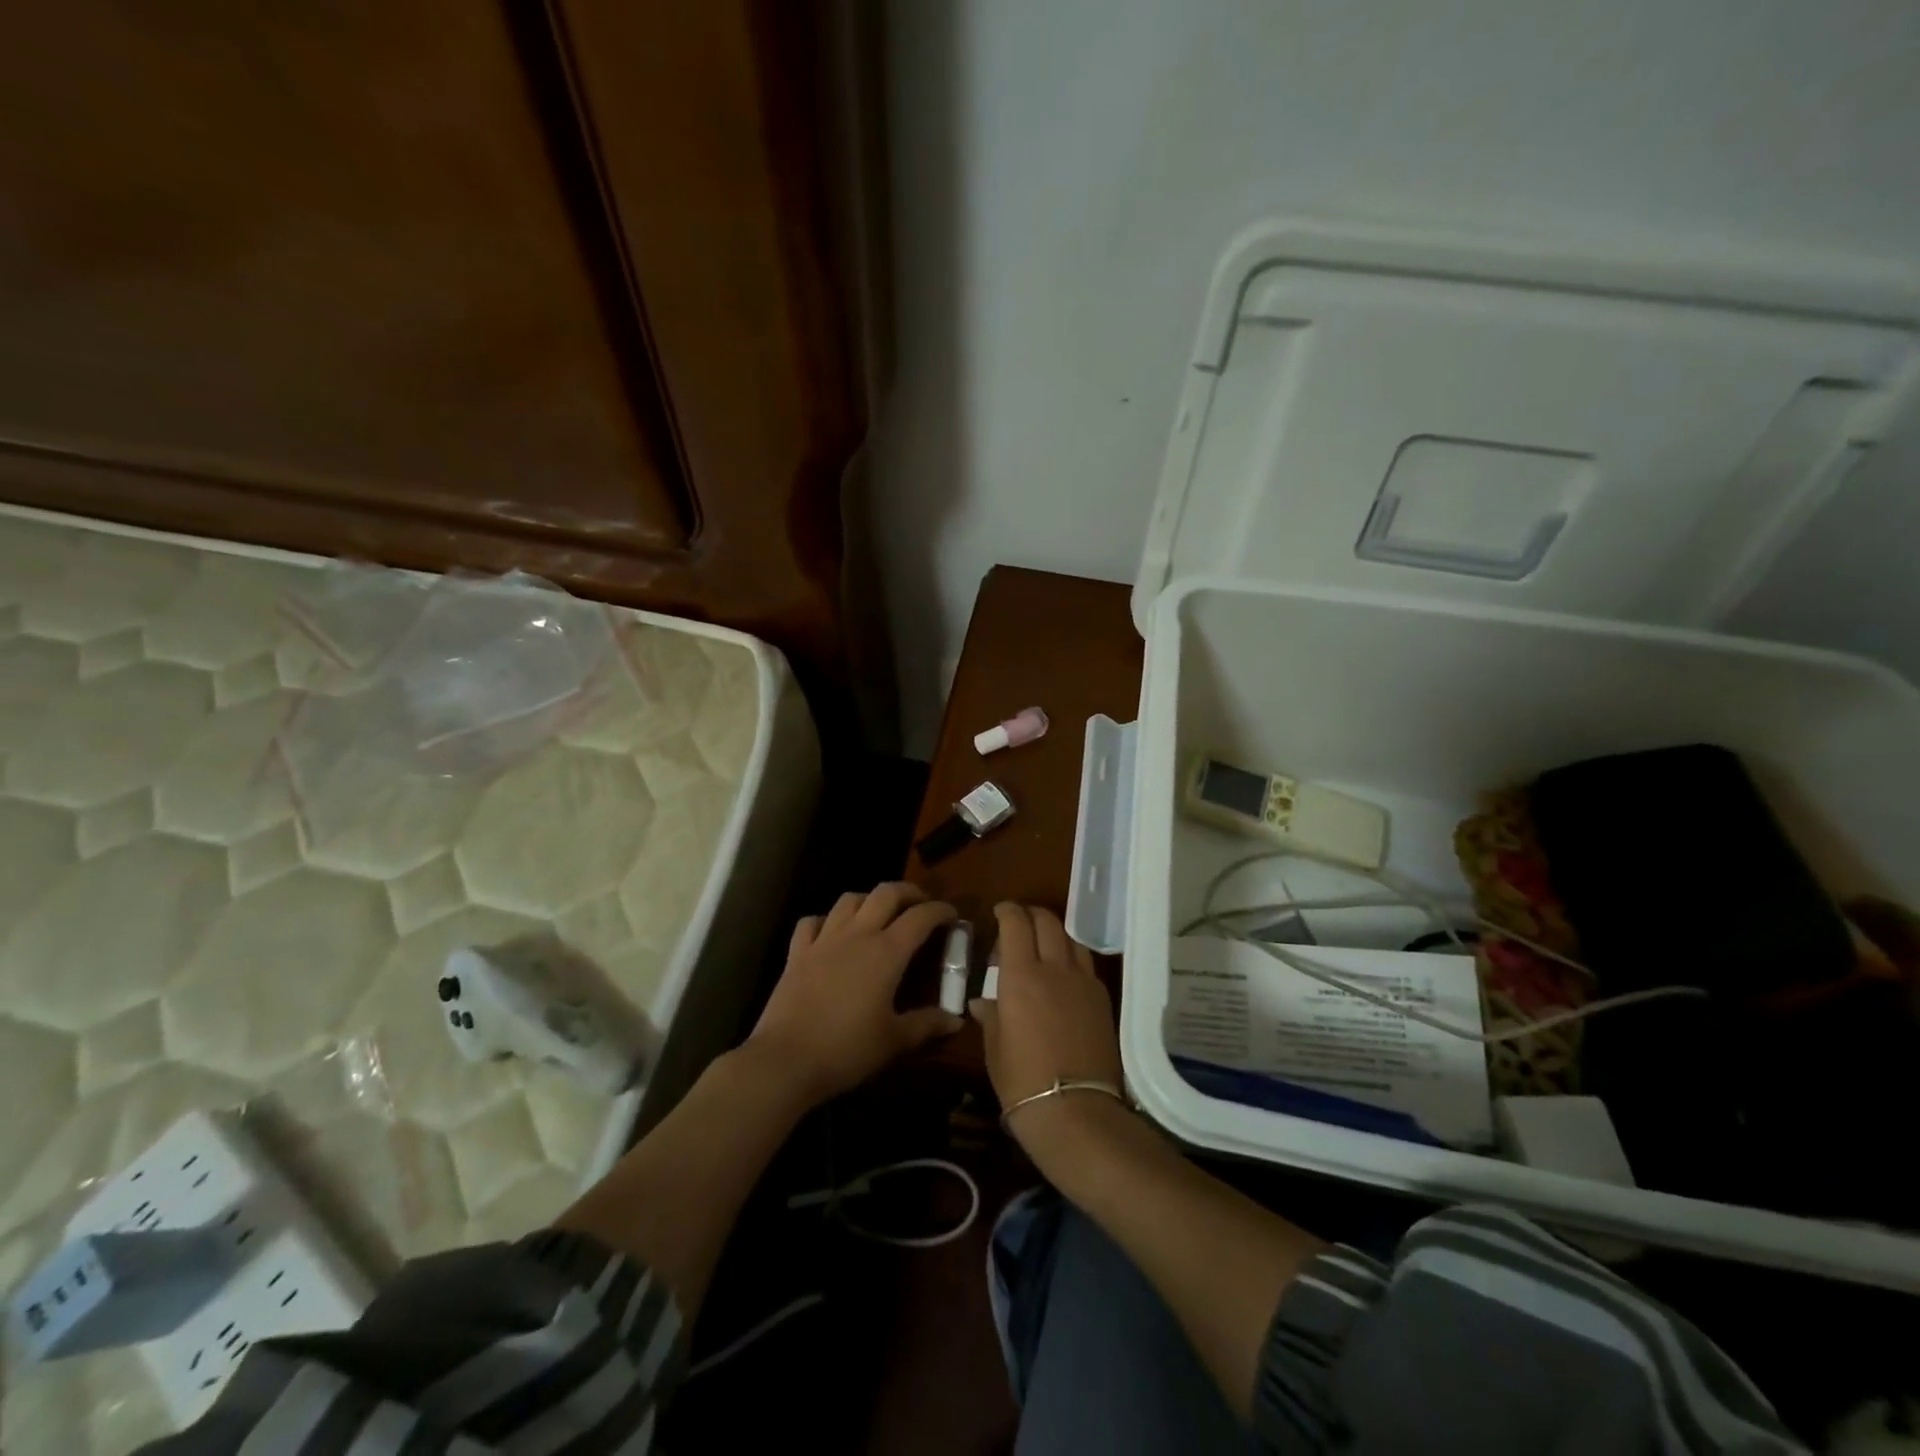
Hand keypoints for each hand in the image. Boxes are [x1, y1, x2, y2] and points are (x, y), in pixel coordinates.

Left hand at [746, 882, 961, 1105]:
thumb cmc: (846, 1049)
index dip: (940, 911)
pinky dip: (827, 920)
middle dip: (908, 892)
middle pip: (886, 893)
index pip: (920, 917)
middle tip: (920, 905)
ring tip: (879, 914)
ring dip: (870, 900)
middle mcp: (857, 935)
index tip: (953, 916)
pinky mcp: (797, 953)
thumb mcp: (894, 1041)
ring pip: (849, 900)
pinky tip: (832, 933)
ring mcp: (824, 940)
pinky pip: (813, 922)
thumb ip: (927, 1025)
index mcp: (887, 952)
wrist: (785, 1060)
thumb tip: (956, 1020)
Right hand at [971, 904, 1123, 1155]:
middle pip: (1047, 921)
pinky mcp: (1103, 999)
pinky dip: (1071, 957)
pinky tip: (1064, 976)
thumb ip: (991, 1017)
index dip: (1007, 911)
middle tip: (1018, 926)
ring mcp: (1083, 982)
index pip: (1016, 924)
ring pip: (1070, 938)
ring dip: (1054, 933)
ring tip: (1043, 947)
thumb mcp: (995, 1049)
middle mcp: (1054, 969)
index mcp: (1021, 976)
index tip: (999, 912)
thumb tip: (983, 1002)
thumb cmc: (1023, 1082)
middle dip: (1031, 915)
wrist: (1076, 1111)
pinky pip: (1085, 963)